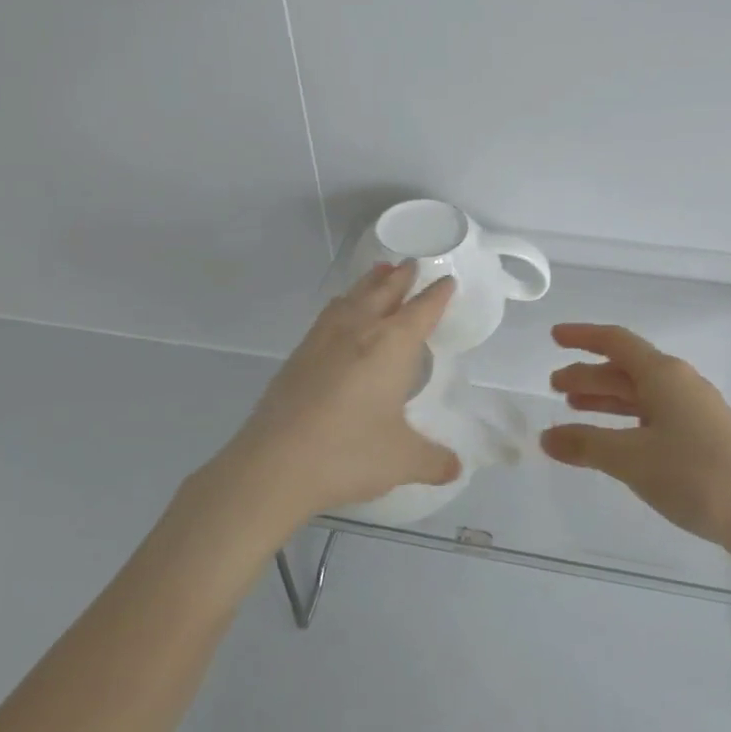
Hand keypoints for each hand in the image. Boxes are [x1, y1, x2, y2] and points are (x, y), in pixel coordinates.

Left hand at [214, 262, 461, 529]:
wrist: (275, 464)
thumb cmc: (349, 453)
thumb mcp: (402, 460)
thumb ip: (433, 461)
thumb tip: (455, 468)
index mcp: (392, 345)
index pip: (421, 310)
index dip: (437, 295)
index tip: (447, 280)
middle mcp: (359, 331)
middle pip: (384, 292)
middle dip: (402, 277)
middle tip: (412, 263)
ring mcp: (324, 340)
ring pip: (353, 297)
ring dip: (370, 283)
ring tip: (379, 273)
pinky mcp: (298, 355)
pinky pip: (329, 315)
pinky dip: (343, 303)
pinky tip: (340, 311)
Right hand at [542, 324, 730, 559]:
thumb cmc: (695, 475)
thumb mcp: (631, 459)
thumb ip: (585, 445)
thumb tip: (546, 437)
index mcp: (663, 375)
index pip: (616, 342)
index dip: (583, 337)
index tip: (554, 337)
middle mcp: (679, 384)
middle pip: (625, 368)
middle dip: (588, 374)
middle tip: (555, 386)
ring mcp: (693, 410)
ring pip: (639, 393)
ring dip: (605, 398)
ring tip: (573, 408)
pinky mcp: (701, 436)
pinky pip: (652, 415)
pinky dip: (624, 420)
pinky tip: (612, 438)